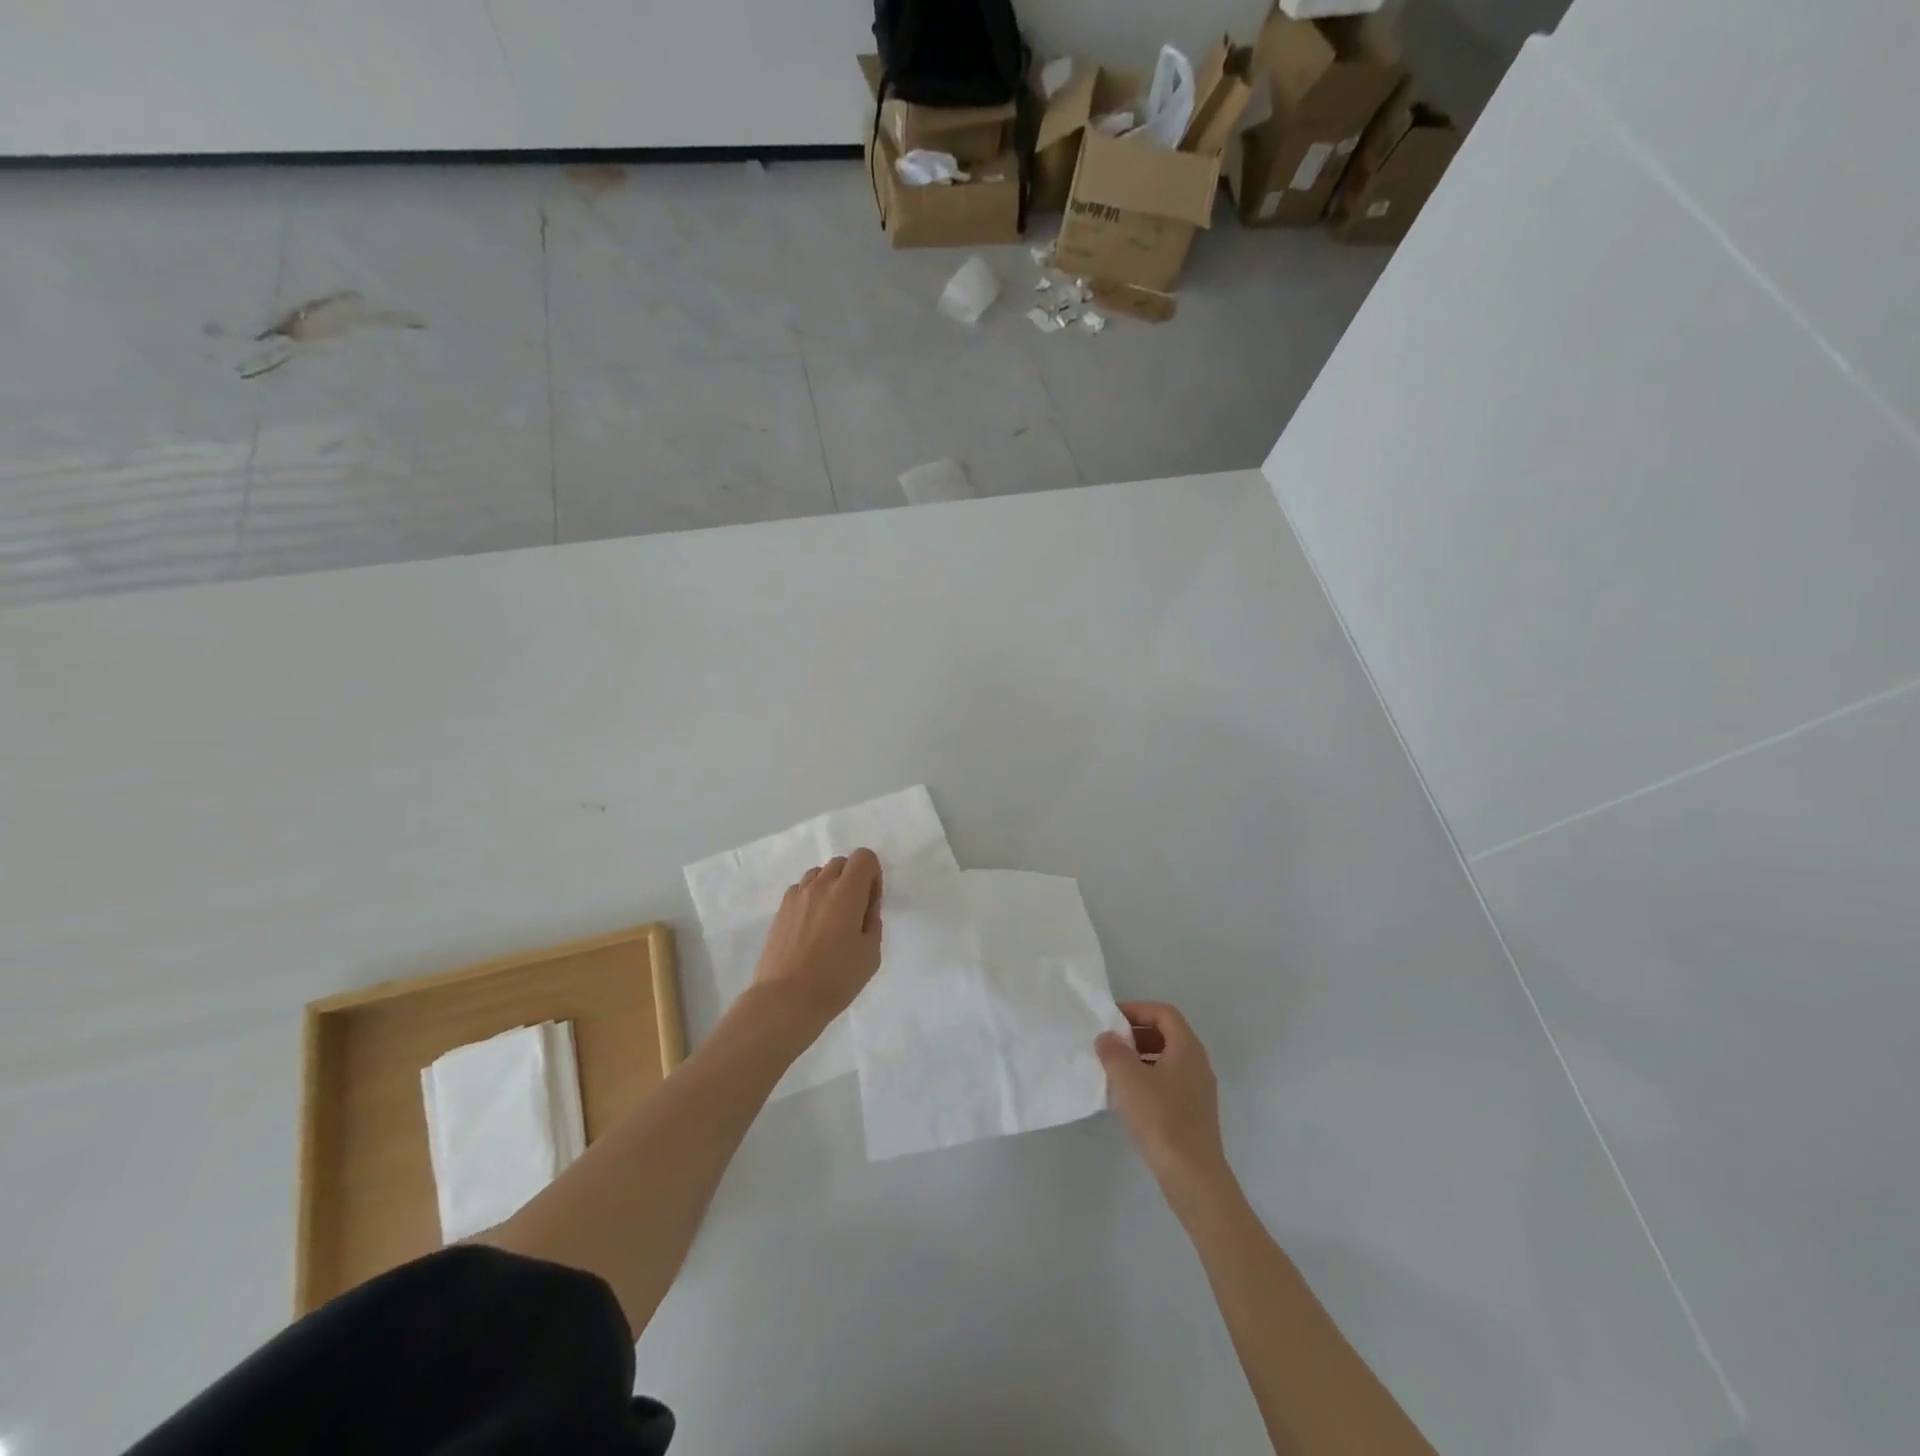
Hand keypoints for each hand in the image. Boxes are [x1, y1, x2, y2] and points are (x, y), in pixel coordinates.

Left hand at [750, 849, 884, 1031]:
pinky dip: (811, 898)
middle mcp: (820, 885)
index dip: (873, 875)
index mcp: (847, 892)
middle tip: (854, 912)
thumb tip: (865, 908)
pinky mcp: (780, 910)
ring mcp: (797, 896)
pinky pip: (801, 890)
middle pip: (841, 863)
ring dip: (830, 887)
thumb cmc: (835, 979)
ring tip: (830, 919)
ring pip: (818, 874)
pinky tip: (811, 927)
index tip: (871, 902)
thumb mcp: (871, 954)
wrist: (785, 999)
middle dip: (852, 879)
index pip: (864, 857)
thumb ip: (872, 922)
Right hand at [1096, 1001, 1229, 1193]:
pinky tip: (1127, 1099)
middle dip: (1136, 1034)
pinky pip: (1168, 1083)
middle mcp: (1197, 1063)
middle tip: (1109, 1043)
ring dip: (1139, 1058)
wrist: (1193, 1177)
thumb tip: (1107, 1037)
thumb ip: (1113, 1051)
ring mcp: (1198, 1090)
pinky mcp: (1193, 1114)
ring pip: (1166, 1060)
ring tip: (1113, 1069)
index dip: (1137, 1010)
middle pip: (1166, 1034)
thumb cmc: (1161, 1118)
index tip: (1111, 1019)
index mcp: (1187, 1047)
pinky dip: (1147, 1080)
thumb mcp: (1129, 1079)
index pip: (1163, 1013)